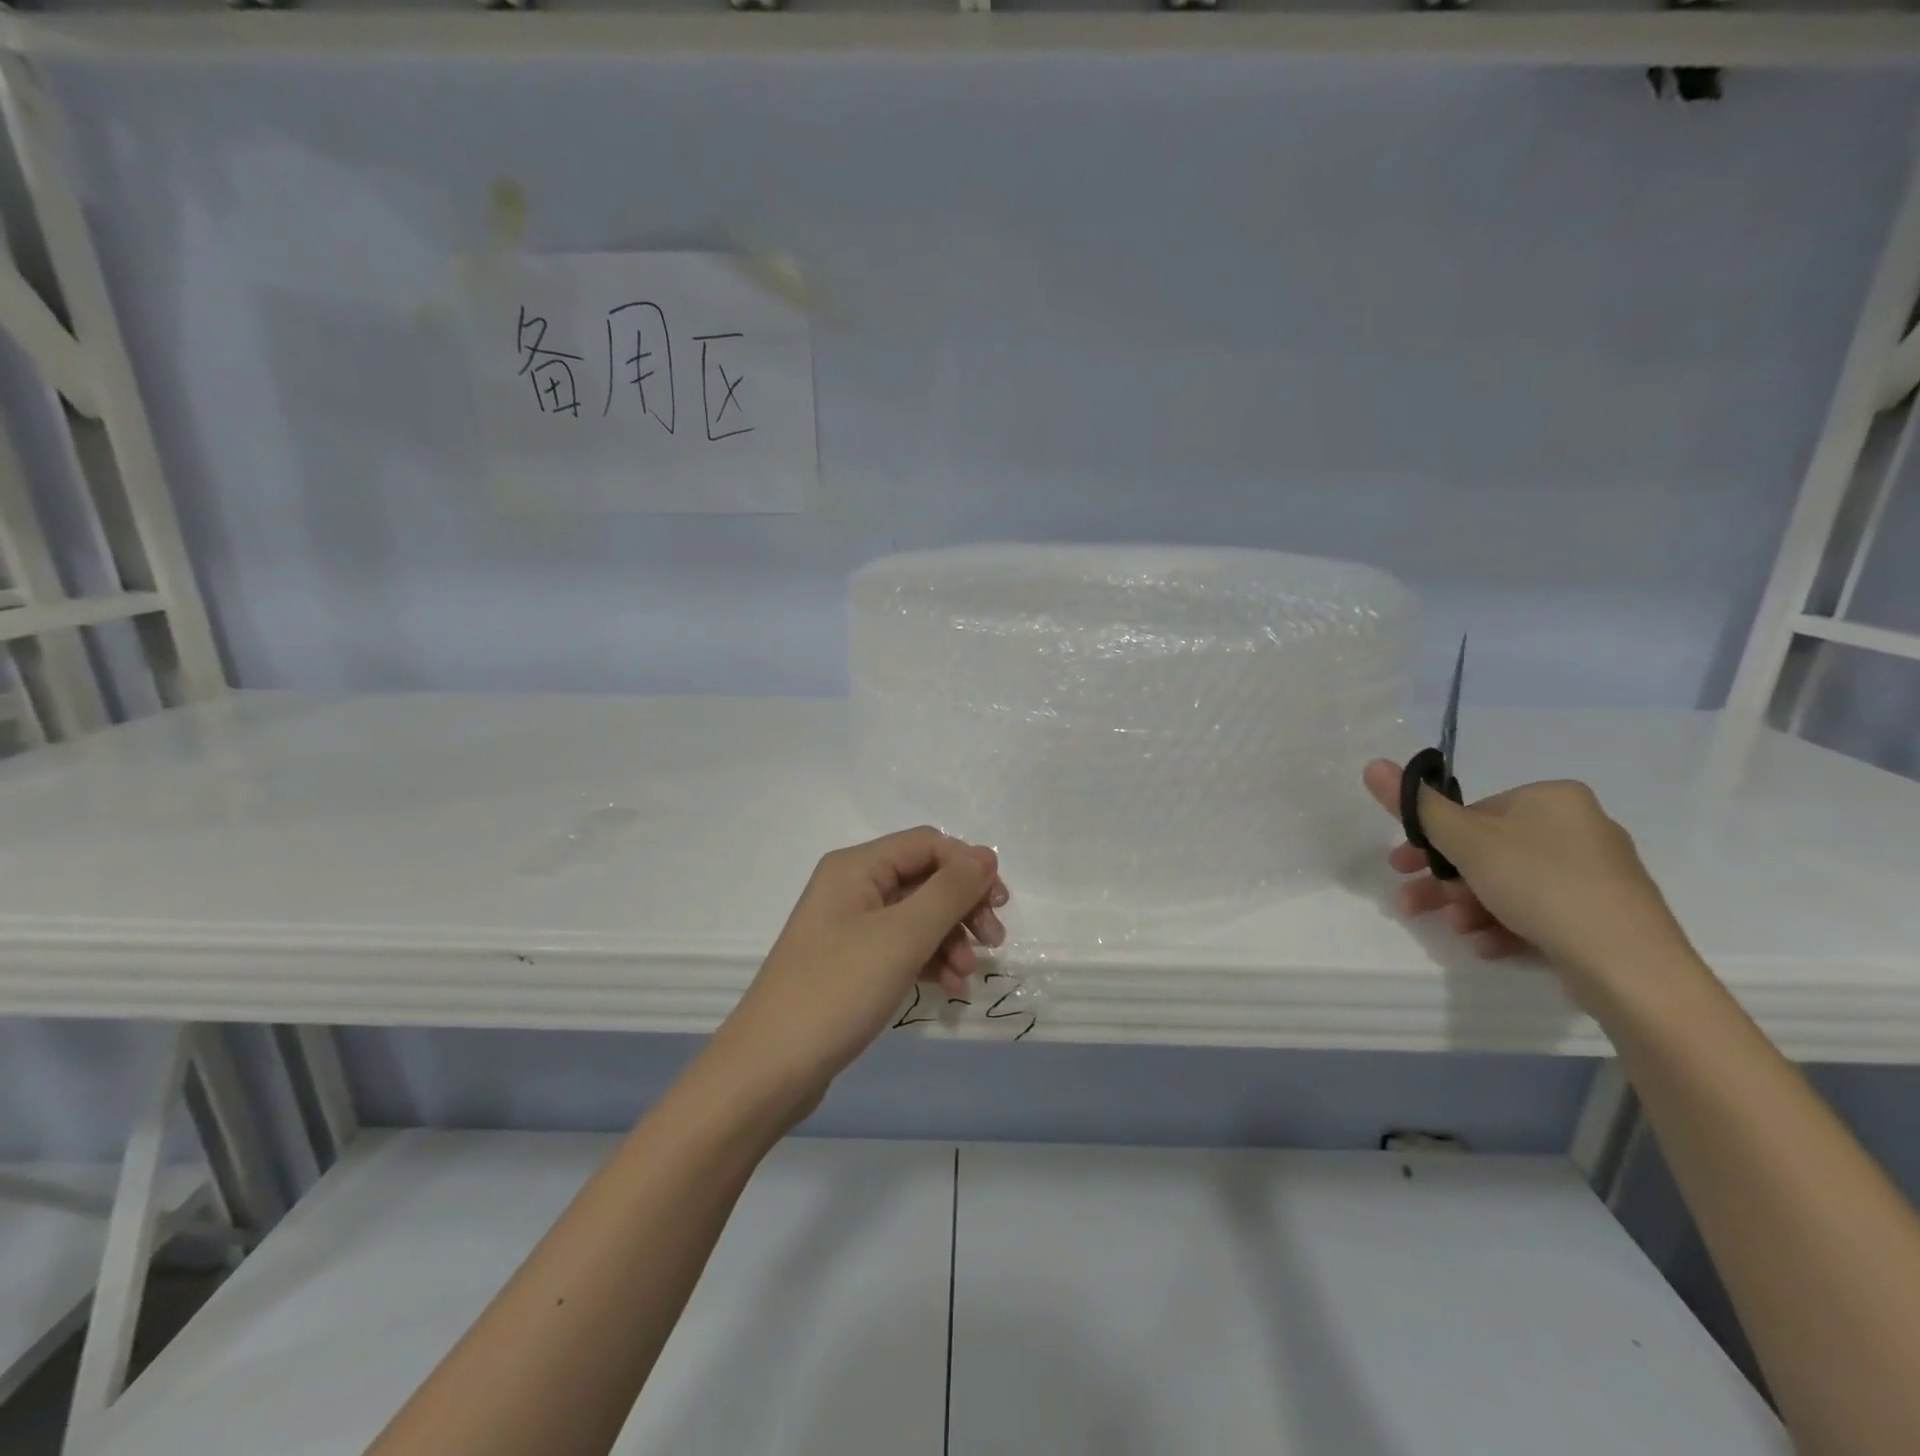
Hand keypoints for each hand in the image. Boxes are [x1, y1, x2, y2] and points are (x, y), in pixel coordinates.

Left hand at [712, 827, 1007, 1115]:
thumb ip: (948, 892)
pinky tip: (950, 987)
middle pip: (925, 878)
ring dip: (951, 938)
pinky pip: (902, 947)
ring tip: (968, 974)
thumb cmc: (836, 991)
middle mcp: (852, 887)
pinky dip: (930, 960)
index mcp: (856, 867)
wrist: (769, 1069)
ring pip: (917, 916)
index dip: (967, 866)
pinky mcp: (852, 963)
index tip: (998, 904)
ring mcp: (850, 927)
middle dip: (962, 906)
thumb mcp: (901, 937)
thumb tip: (985, 856)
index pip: (927, 844)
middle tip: (993, 940)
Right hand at [1361, 760, 1695, 1001]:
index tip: (1403, 868)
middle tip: (1413, 905)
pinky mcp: (1603, 913)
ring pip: (1509, 884)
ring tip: (1457, 931)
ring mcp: (1595, 873)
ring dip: (1469, 906)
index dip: (1431, 842)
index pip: (1473, 813)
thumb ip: (1416, 806)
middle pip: (1487, 851)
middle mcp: (1579, 827)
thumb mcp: (1465, 841)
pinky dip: (1505, 924)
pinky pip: (1539, 909)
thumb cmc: (1540, 885)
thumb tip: (1372, 763)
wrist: (1629, 965)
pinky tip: (1487, 945)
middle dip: (1445, 881)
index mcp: (1551, 798)